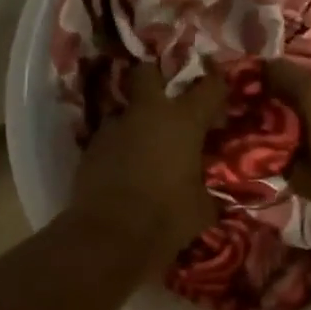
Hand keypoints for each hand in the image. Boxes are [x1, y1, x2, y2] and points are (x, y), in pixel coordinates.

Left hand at [71, 63, 227, 266]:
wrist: (109, 237)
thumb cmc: (167, 218)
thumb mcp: (202, 207)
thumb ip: (205, 187)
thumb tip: (205, 190)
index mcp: (183, 121)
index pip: (210, 86)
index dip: (217, 86)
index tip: (220, 98)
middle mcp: (147, 113)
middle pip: (148, 72)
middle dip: (156, 79)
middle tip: (167, 100)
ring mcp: (114, 128)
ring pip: (125, 108)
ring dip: (136, 121)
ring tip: (144, 146)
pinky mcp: (90, 147)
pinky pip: (110, 137)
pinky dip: (119, 146)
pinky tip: (125, 168)